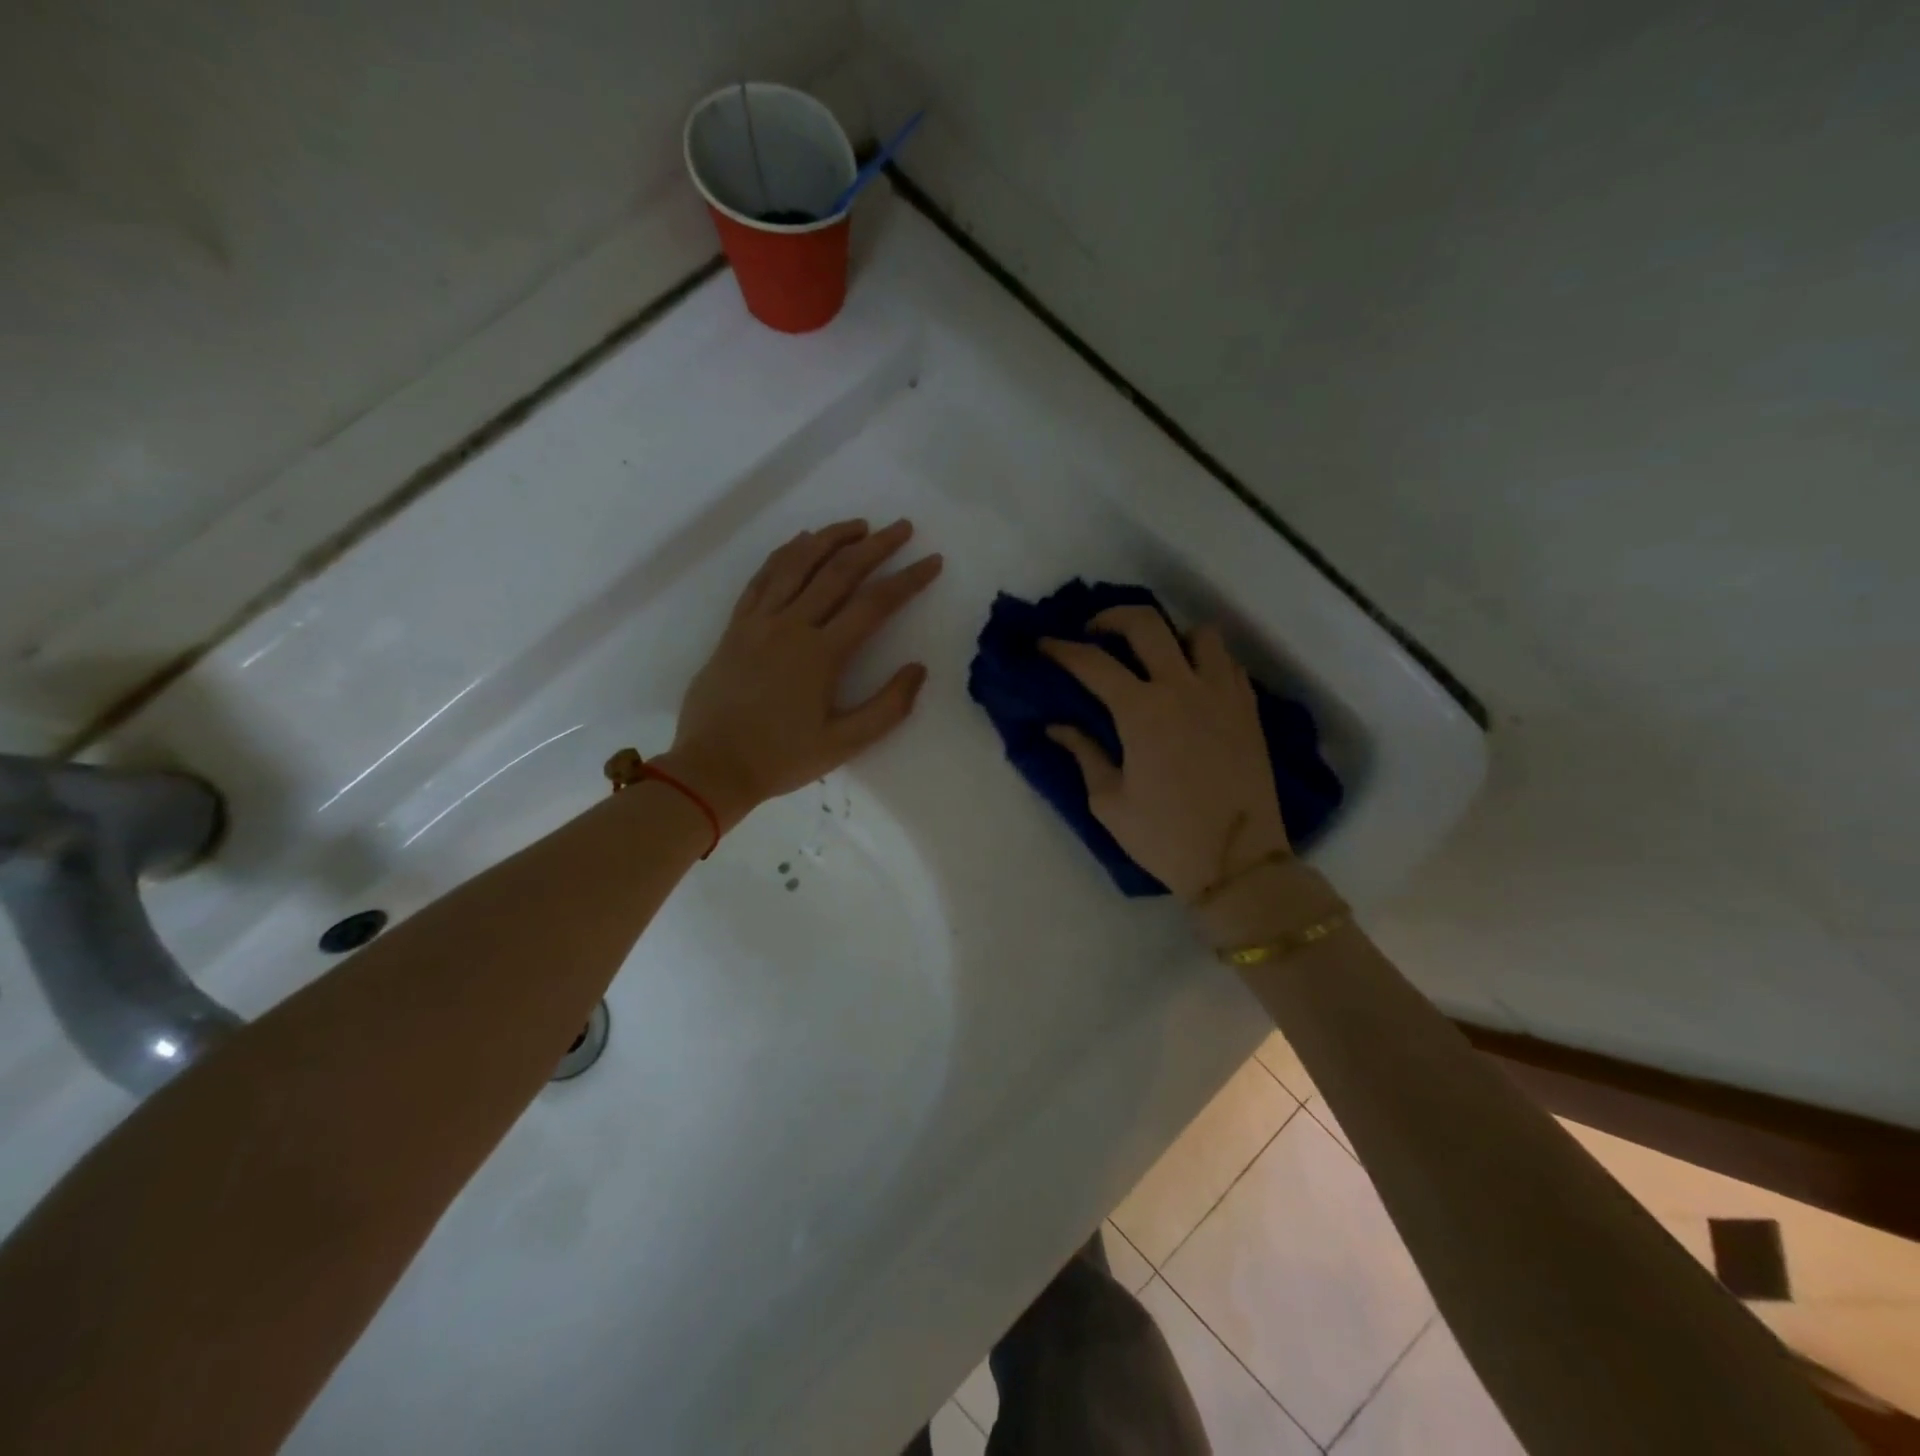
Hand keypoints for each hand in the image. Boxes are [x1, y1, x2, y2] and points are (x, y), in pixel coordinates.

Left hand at [660, 519, 942, 829]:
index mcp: (821, 655)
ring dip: (830, 538)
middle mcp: (791, 626)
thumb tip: (918, 669)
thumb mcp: (845, 744)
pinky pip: (762, 577)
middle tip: (902, 527)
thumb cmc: (781, 759)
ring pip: (797, 564)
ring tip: (858, 525)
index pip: (874, 604)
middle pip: (838, 572)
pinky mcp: (735, 626)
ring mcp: (758, 621)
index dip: (908, 579)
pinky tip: (801, 542)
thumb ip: (888, 707)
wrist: (712, 767)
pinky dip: (785, 553)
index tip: (932, 561)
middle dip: (875, 546)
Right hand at [1042, 606, 1288, 900]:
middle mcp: (1183, 688)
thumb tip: (1058, 726)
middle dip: (1111, 617)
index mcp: (1142, 711)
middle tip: (1094, 634)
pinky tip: (1190, 684)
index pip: (1093, 663)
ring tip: (1154, 659)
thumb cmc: (1165, 837)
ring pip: (1198, 633)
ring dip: (1170, 636)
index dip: (1061, 649)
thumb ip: (1083, 754)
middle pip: (1146, 624)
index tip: (1043, 644)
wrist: (1238, 863)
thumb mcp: (1109, 802)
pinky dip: (1204, 660)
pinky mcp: (1248, 709)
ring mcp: (1222, 694)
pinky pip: (1227, 662)